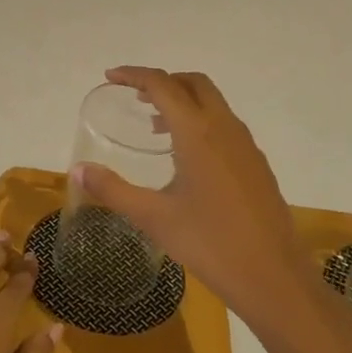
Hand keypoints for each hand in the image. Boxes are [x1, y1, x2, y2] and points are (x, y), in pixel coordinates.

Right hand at [74, 66, 317, 336]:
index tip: (110, 77)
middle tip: (134, 97)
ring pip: (213, 103)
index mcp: (198, 133)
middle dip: (163, 81)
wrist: (273, 277)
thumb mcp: (153, 217)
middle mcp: (225, 128)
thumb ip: (113, 190)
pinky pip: (225, 125)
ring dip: (183, 102)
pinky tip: (187, 158)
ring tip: (155, 127)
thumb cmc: (209, 243)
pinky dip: (201, 122)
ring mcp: (246, 145)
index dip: (134, 75)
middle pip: (194, 84)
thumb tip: (78, 169)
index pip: (163, 85)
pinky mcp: (257, 164)